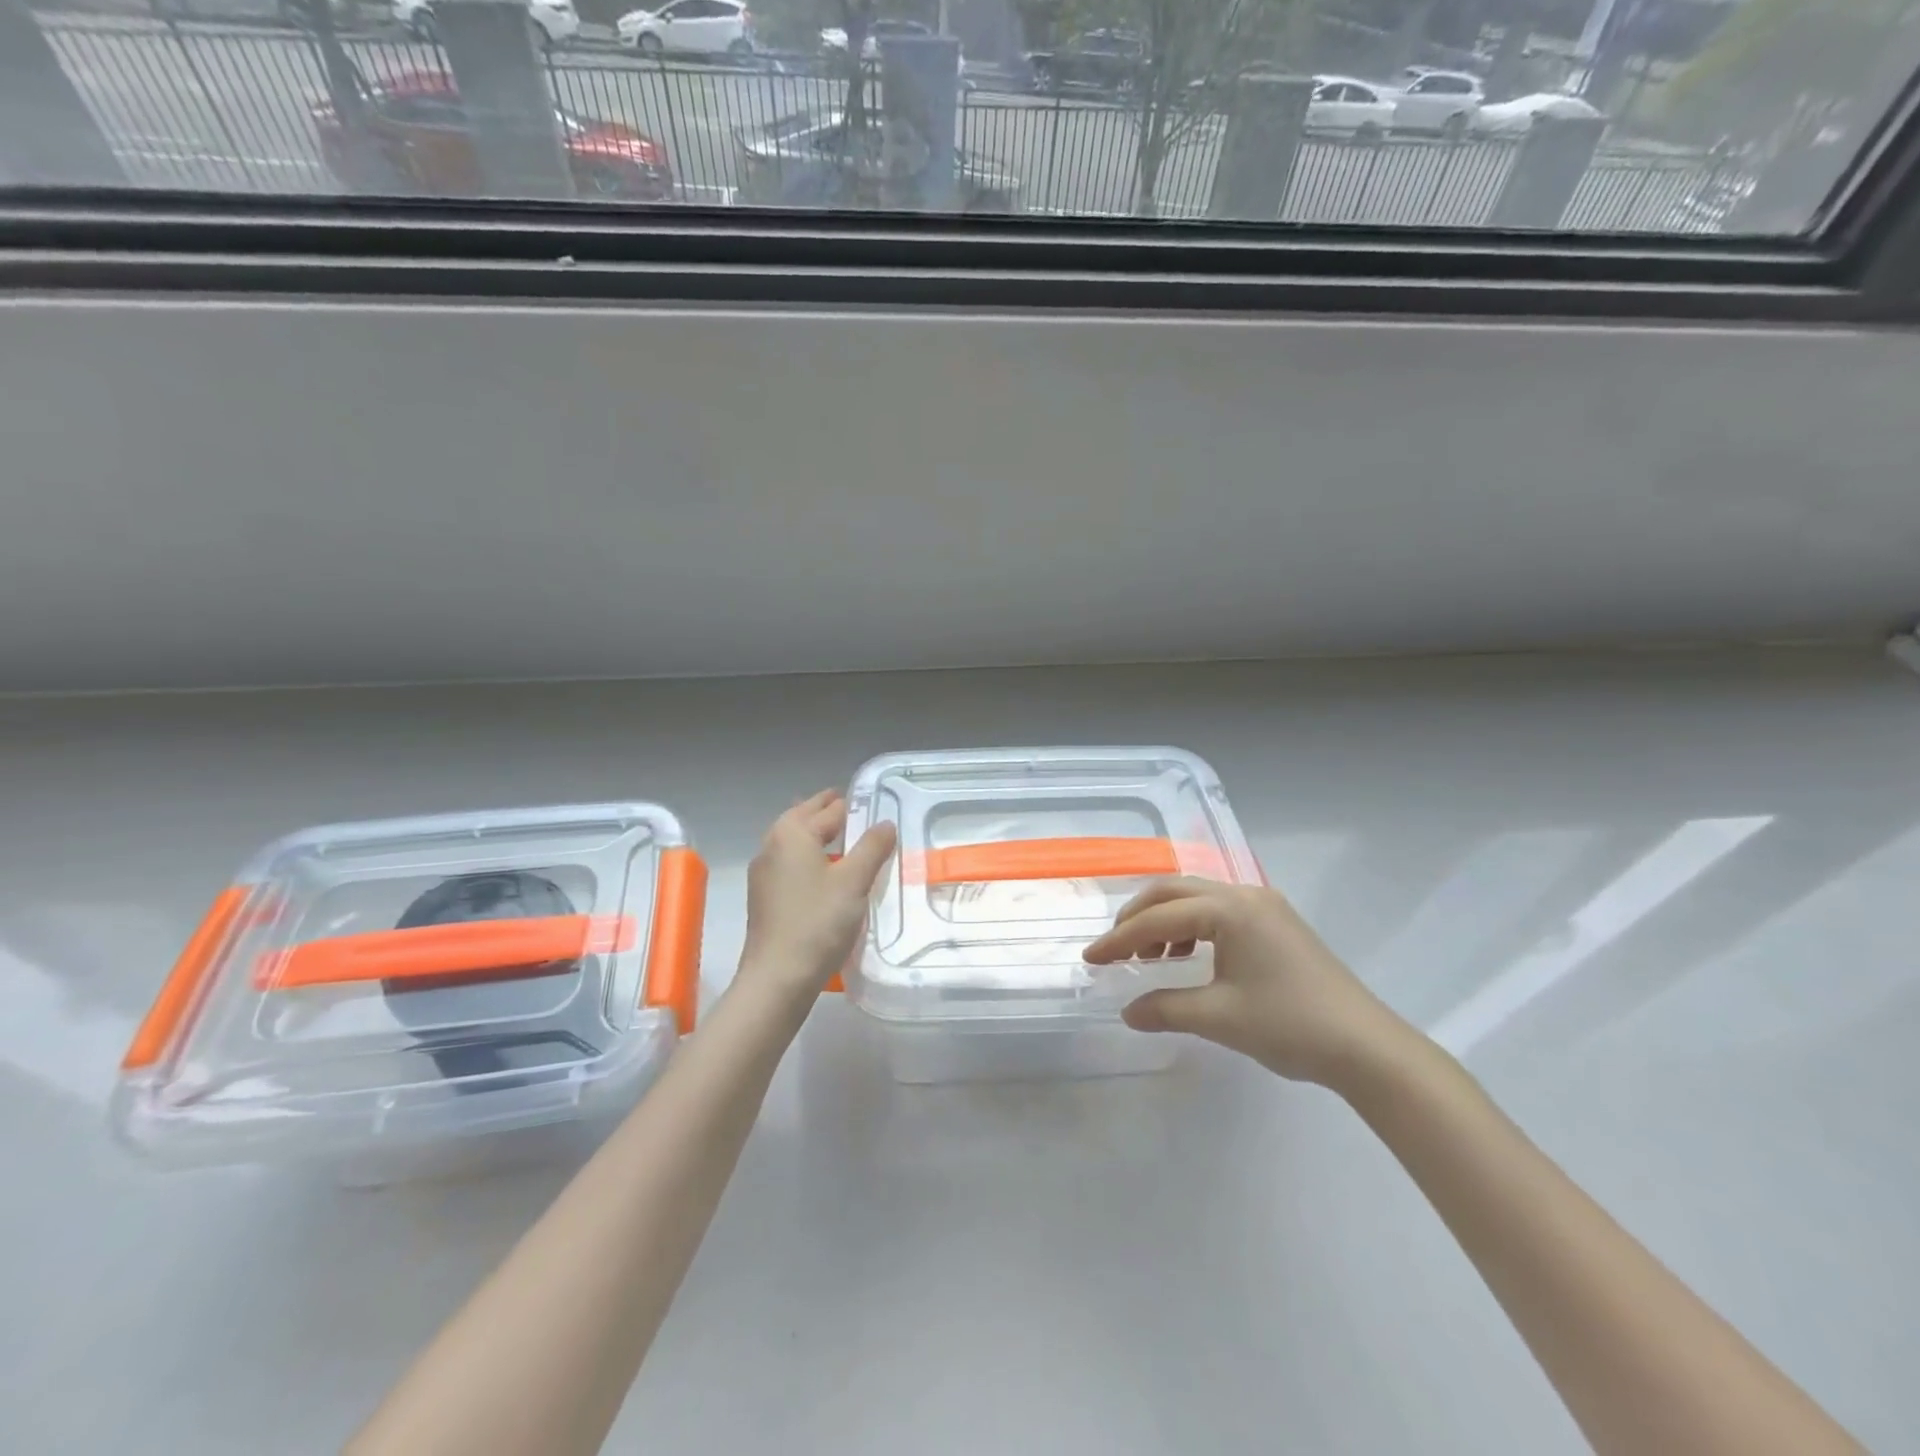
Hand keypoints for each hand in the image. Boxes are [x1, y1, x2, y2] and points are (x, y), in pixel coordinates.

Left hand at [737, 789, 896, 1001]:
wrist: (777, 978)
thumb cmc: (818, 923)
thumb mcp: (854, 882)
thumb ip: (872, 847)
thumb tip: (886, 823)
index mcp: (792, 833)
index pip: (828, 808)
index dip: (851, 803)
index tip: (871, 801)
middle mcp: (772, 845)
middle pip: (803, 818)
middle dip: (827, 812)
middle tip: (856, 810)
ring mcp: (763, 873)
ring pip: (793, 841)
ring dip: (816, 834)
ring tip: (844, 839)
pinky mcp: (764, 896)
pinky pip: (789, 863)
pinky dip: (807, 857)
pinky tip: (825, 873)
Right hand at [1082, 879, 1412, 1087]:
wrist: (1367, 1047)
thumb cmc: (1289, 1025)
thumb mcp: (1218, 1018)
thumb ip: (1165, 1009)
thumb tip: (1127, 1012)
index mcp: (1229, 909)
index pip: (1159, 917)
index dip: (1119, 939)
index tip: (1090, 959)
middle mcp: (1245, 894)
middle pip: (1174, 892)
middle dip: (1137, 917)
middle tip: (1114, 949)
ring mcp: (1265, 906)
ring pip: (1197, 898)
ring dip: (1165, 920)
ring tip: (1150, 957)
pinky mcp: (1278, 923)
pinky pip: (1220, 911)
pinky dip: (1193, 927)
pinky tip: (1189, 957)